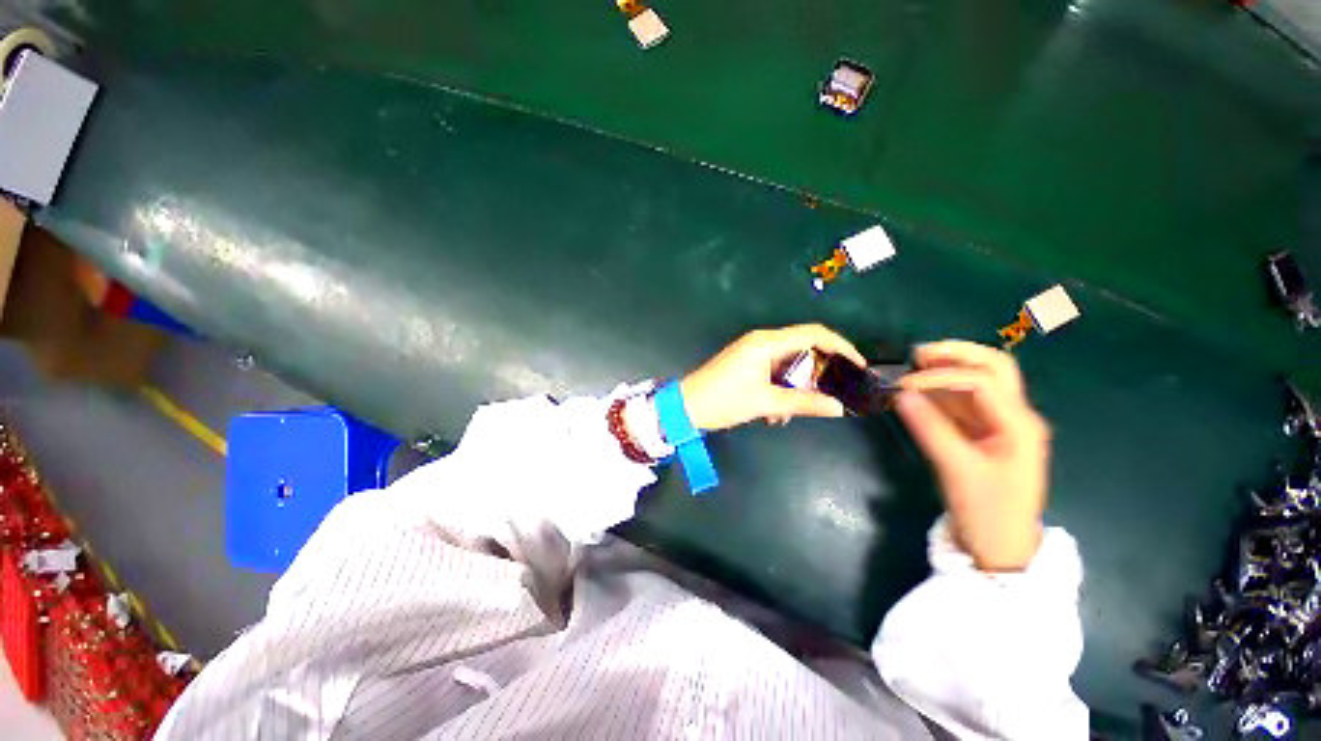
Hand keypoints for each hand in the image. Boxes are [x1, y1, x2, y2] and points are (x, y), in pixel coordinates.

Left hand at [680, 324, 866, 431]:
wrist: (686, 407)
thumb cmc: (723, 400)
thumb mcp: (765, 403)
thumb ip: (803, 402)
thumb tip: (838, 407)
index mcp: (766, 342)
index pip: (813, 333)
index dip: (840, 346)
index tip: (858, 365)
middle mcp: (761, 342)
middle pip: (802, 351)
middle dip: (812, 379)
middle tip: (818, 401)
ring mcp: (753, 353)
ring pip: (788, 367)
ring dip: (792, 391)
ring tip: (783, 415)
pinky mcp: (747, 365)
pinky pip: (774, 374)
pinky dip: (779, 392)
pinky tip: (772, 414)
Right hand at [894, 341, 1049, 571]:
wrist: (1001, 549)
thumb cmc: (987, 512)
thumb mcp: (957, 470)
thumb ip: (929, 428)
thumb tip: (900, 394)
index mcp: (1019, 424)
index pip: (981, 381)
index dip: (941, 377)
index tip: (904, 385)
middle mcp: (1015, 416)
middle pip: (993, 368)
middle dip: (956, 355)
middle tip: (918, 354)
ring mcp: (1000, 424)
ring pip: (977, 383)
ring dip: (946, 371)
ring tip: (913, 367)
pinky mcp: (983, 434)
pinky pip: (963, 404)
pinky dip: (940, 393)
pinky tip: (918, 392)